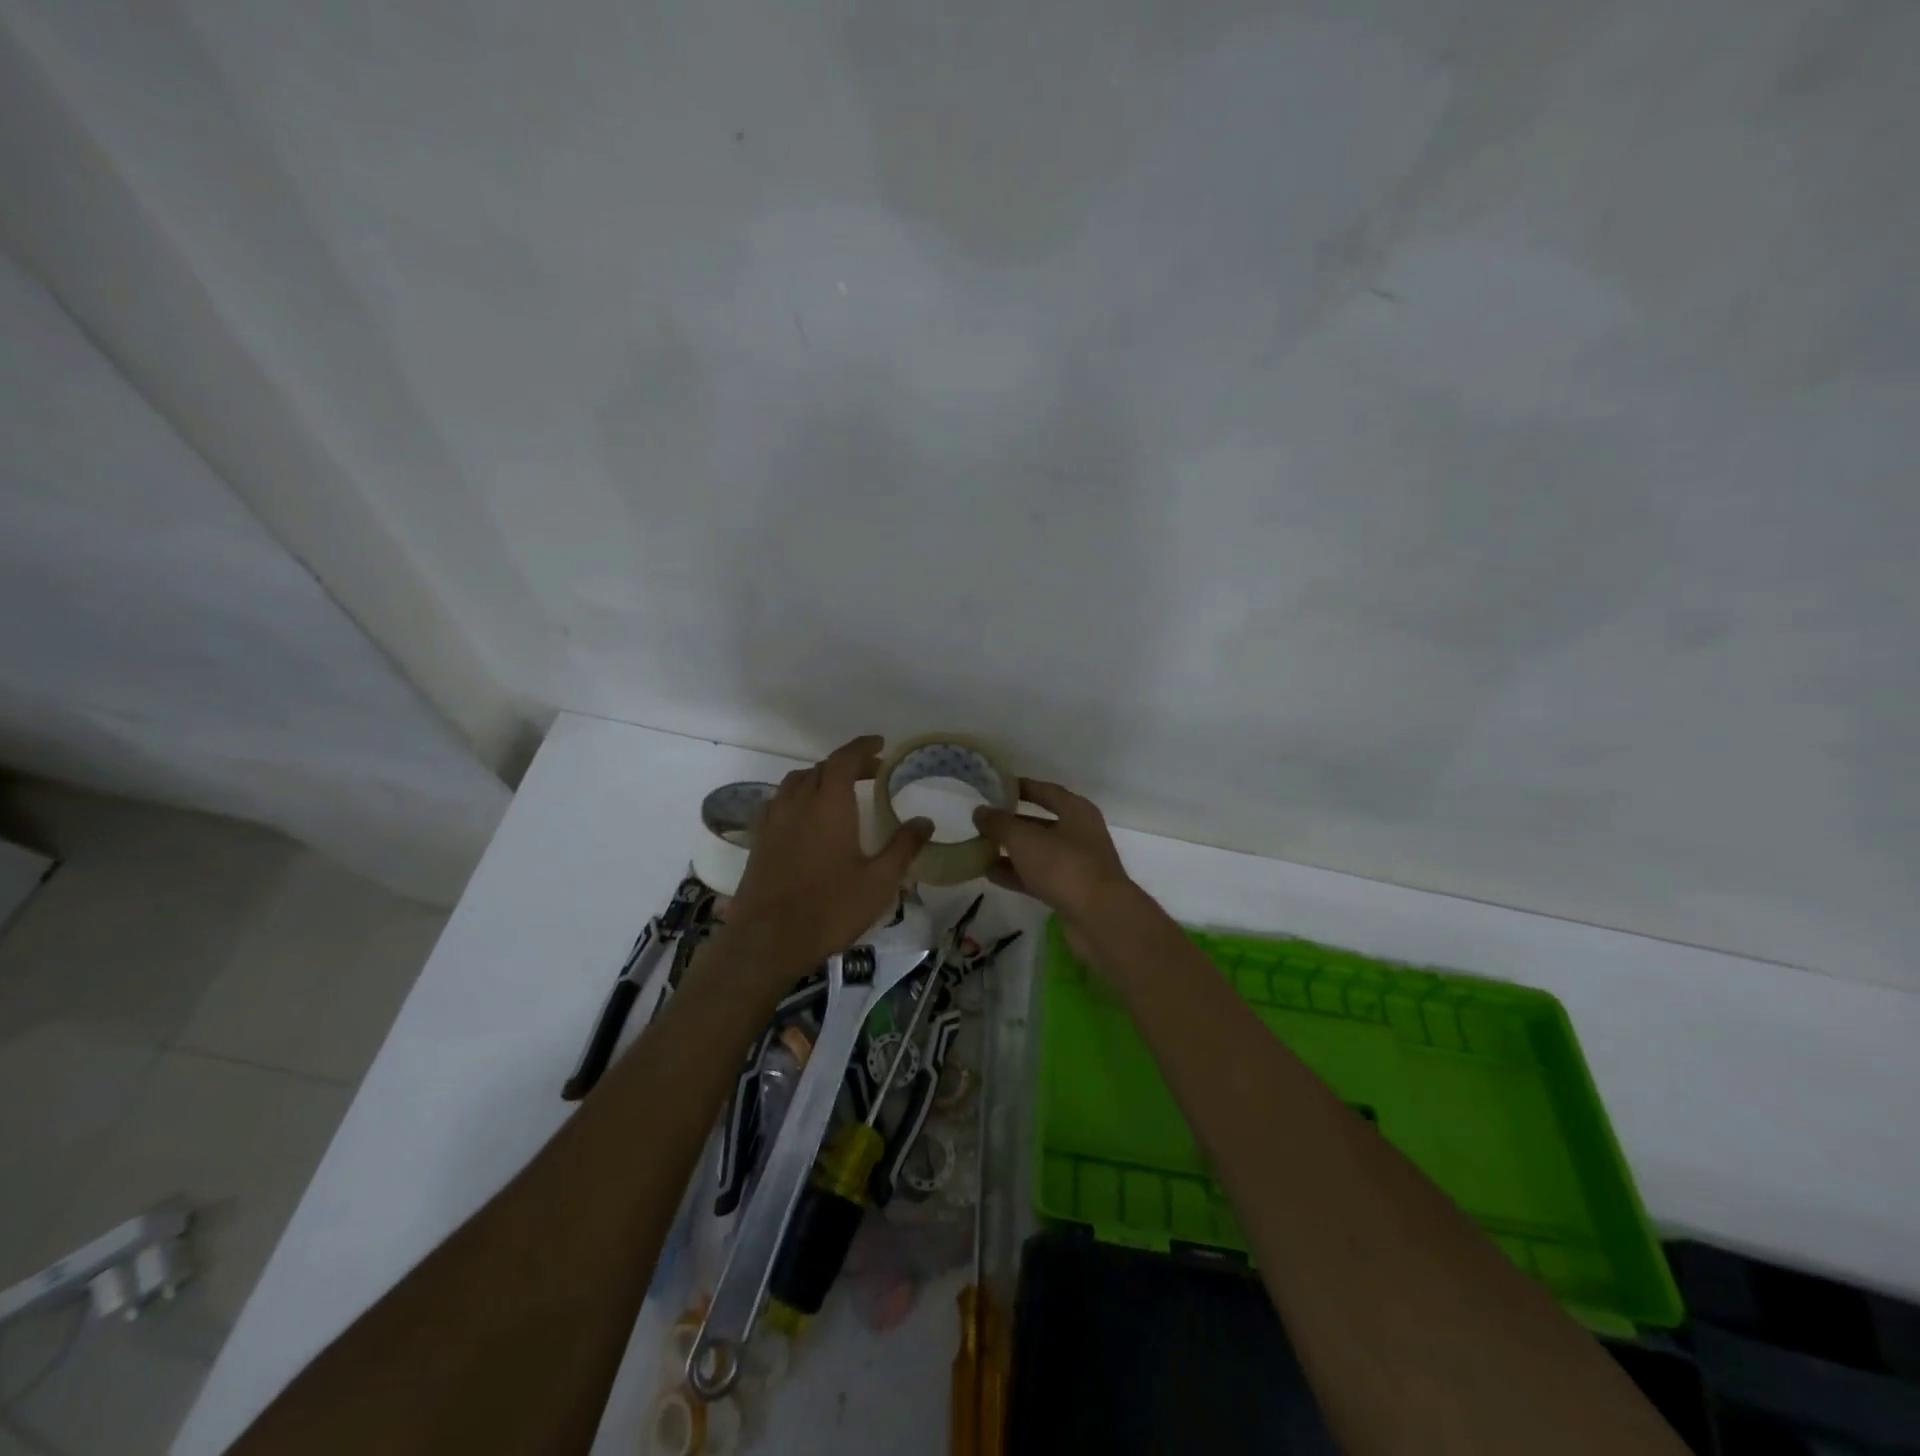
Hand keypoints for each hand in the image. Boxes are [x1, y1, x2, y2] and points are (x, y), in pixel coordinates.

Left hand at [722, 736, 932, 978]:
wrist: (767, 941)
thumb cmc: (830, 909)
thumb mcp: (879, 881)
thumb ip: (903, 847)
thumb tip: (925, 821)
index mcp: (829, 805)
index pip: (844, 759)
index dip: (862, 747)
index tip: (880, 745)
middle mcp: (798, 803)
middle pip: (821, 768)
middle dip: (847, 764)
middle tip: (872, 772)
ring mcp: (774, 821)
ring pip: (796, 782)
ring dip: (820, 777)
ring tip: (840, 790)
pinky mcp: (759, 840)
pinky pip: (779, 802)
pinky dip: (798, 796)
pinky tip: (807, 817)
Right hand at [973, 779, 1132, 925]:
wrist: (1099, 918)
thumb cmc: (1064, 865)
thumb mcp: (1024, 839)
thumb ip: (999, 823)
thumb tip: (980, 812)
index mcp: (1076, 811)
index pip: (1045, 791)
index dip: (1021, 787)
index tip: (995, 788)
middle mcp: (1079, 834)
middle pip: (1040, 823)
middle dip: (1011, 823)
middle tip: (982, 823)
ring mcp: (1077, 864)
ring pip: (1038, 852)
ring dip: (1011, 851)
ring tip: (979, 849)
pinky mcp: (1071, 891)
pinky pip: (1038, 876)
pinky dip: (1016, 874)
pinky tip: (990, 875)